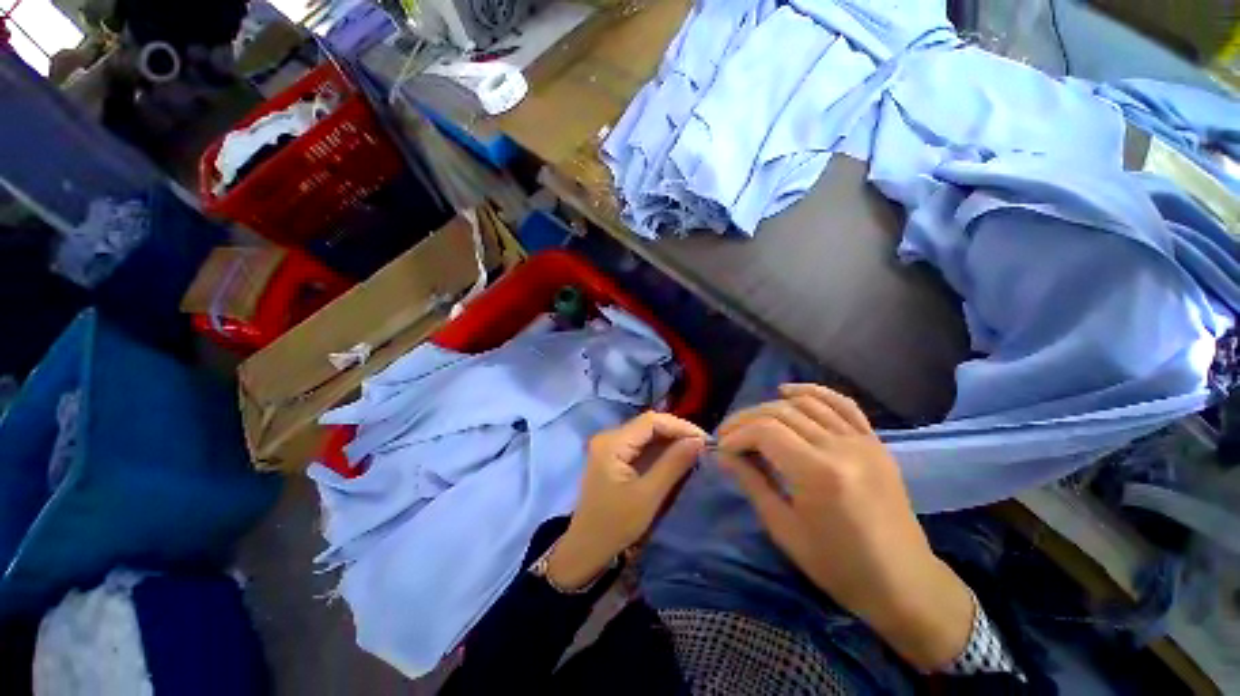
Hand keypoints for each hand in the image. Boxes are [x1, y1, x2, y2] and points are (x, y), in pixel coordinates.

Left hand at [547, 412, 706, 590]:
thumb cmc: (616, 525)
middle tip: (703, 447)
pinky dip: (660, 450)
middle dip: (677, 433)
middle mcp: (609, 437)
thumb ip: (673, 464)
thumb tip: (698, 441)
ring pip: (647, 433)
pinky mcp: (614, 456)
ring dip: (671, 440)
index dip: (680, 426)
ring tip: (695, 451)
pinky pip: (641, 445)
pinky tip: (677, 457)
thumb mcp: (648, 496)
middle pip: (649, 424)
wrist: (587, 549)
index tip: (704, 440)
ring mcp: (611, 445)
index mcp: (612, 443)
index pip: (651, 421)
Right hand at [716, 384, 973, 670]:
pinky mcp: (875, 441)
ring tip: (752, 421)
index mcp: (818, 473)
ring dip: (770, 406)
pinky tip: (788, 392)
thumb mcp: (783, 529)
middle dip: (746, 419)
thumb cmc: (838, 566)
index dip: (736, 435)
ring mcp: (862, 440)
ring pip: (806, 403)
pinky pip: (841, 403)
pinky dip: (812, 392)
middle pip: (781, 412)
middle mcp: (841, 447)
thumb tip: (724, 454)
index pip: (765, 431)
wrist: (904, 583)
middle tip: (728, 435)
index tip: (722, 449)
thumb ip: (752, 482)